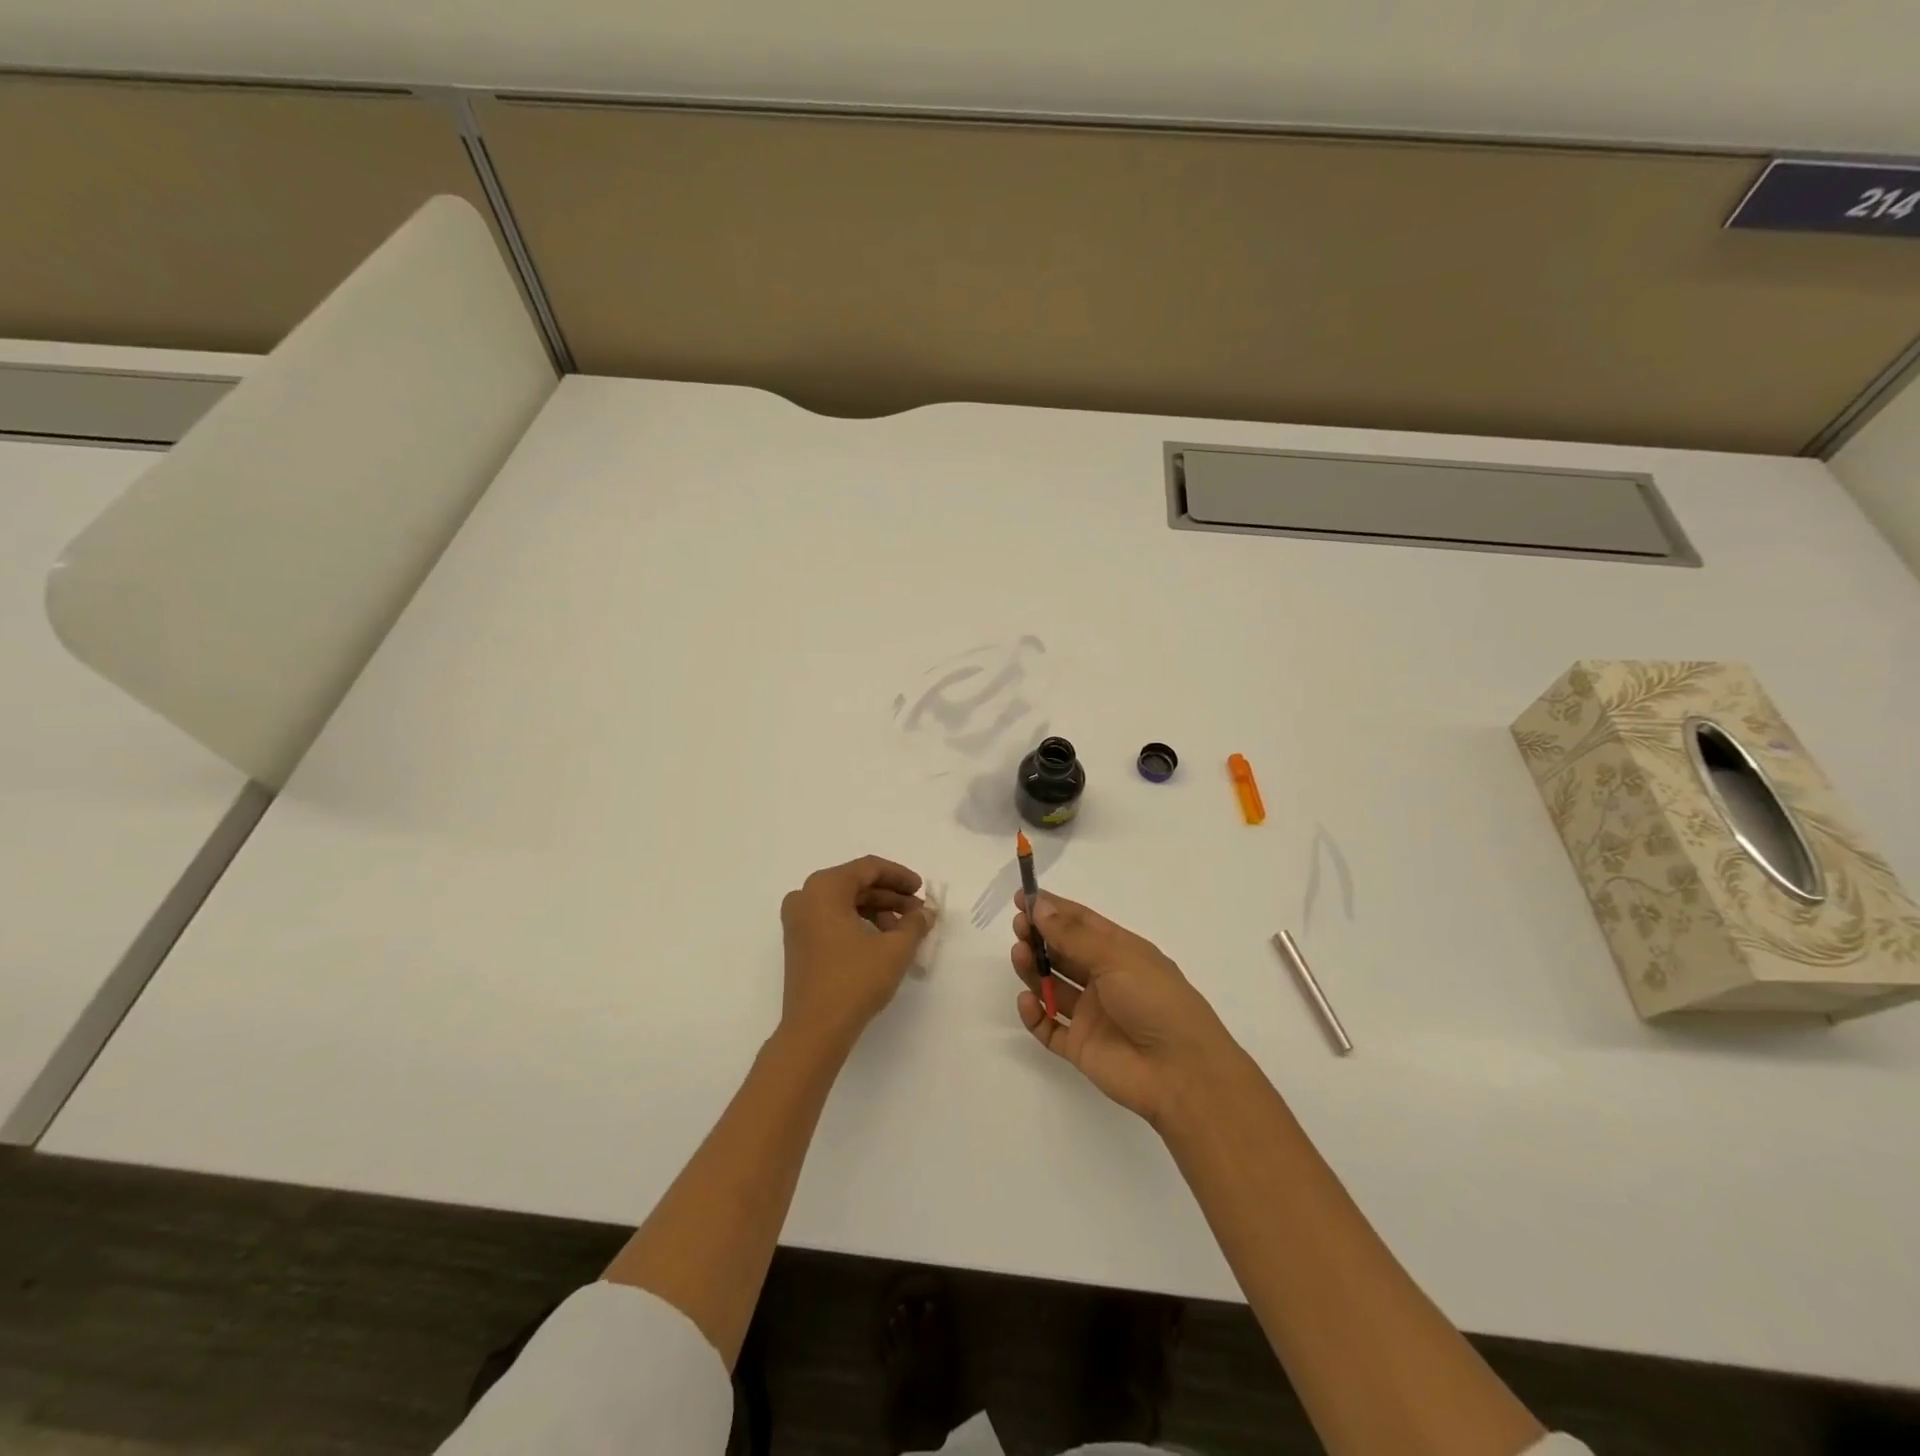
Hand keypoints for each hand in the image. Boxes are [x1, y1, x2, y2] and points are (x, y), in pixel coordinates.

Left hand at [781, 856, 933, 1052]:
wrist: (815, 1030)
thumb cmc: (854, 980)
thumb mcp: (894, 949)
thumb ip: (915, 924)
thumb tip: (926, 913)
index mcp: (824, 888)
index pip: (868, 868)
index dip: (899, 877)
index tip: (921, 890)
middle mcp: (805, 897)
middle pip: (856, 884)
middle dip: (890, 896)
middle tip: (918, 913)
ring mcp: (798, 921)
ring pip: (845, 903)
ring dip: (877, 911)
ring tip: (903, 931)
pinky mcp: (799, 943)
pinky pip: (833, 919)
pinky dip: (859, 923)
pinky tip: (882, 942)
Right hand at [1011, 891, 1233, 1125]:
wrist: (1182, 1073)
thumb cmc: (1156, 1001)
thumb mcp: (1117, 958)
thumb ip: (1073, 935)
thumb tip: (1040, 906)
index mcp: (1121, 952)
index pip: (1081, 923)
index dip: (1052, 909)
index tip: (1022, 897)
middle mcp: (1105, 980)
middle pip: (1063, 953)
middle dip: (1039, 937)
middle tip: (1018, 928)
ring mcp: (1091, 1014)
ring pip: (1051, 986)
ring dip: (1033, 969)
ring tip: (1019, 955)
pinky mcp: (1080, 1046)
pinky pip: (1048, 1027)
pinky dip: (1034, 1014)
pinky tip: (1028, 1001)